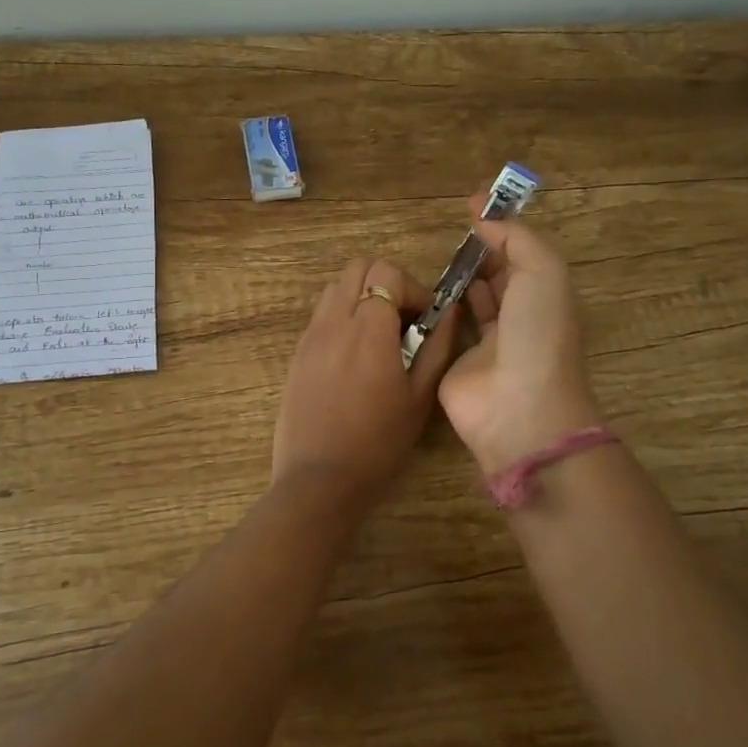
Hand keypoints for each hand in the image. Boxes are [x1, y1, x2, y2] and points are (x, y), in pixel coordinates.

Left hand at [272, 257, 461, 503]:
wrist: (320, 478)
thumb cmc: (379, 442)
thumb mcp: (420, 397)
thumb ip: (437, 347)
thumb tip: (450, 312)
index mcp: (368, 329)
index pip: (387, 272)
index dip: (413, 288)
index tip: (425, 318)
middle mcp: (334, 321)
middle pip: (358, 267)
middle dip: (387, 282)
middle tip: (404, 319)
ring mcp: (310, 336)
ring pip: (335, 287)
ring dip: (362, 296)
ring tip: (379, 334)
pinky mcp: (297, 353)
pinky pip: (321, 314)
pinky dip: (342, 316)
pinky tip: (354, 355)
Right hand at [438, 198, 602, 472]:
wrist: (518, 407)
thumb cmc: (537, 334)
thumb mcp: (542, 272)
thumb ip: (517, 238)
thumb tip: (486, 216)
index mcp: (544, 296)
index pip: (523, 254)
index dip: (502, 227)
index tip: (472, 204)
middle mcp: (518, 318)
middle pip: (498, 275)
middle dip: (480, 251)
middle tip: (452, 229)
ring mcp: (486, 343)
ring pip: (471, 300)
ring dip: (458, 277)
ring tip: (436, 254)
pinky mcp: (455, 363)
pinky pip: (446, 327)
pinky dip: (437, 308)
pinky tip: (421, 289)